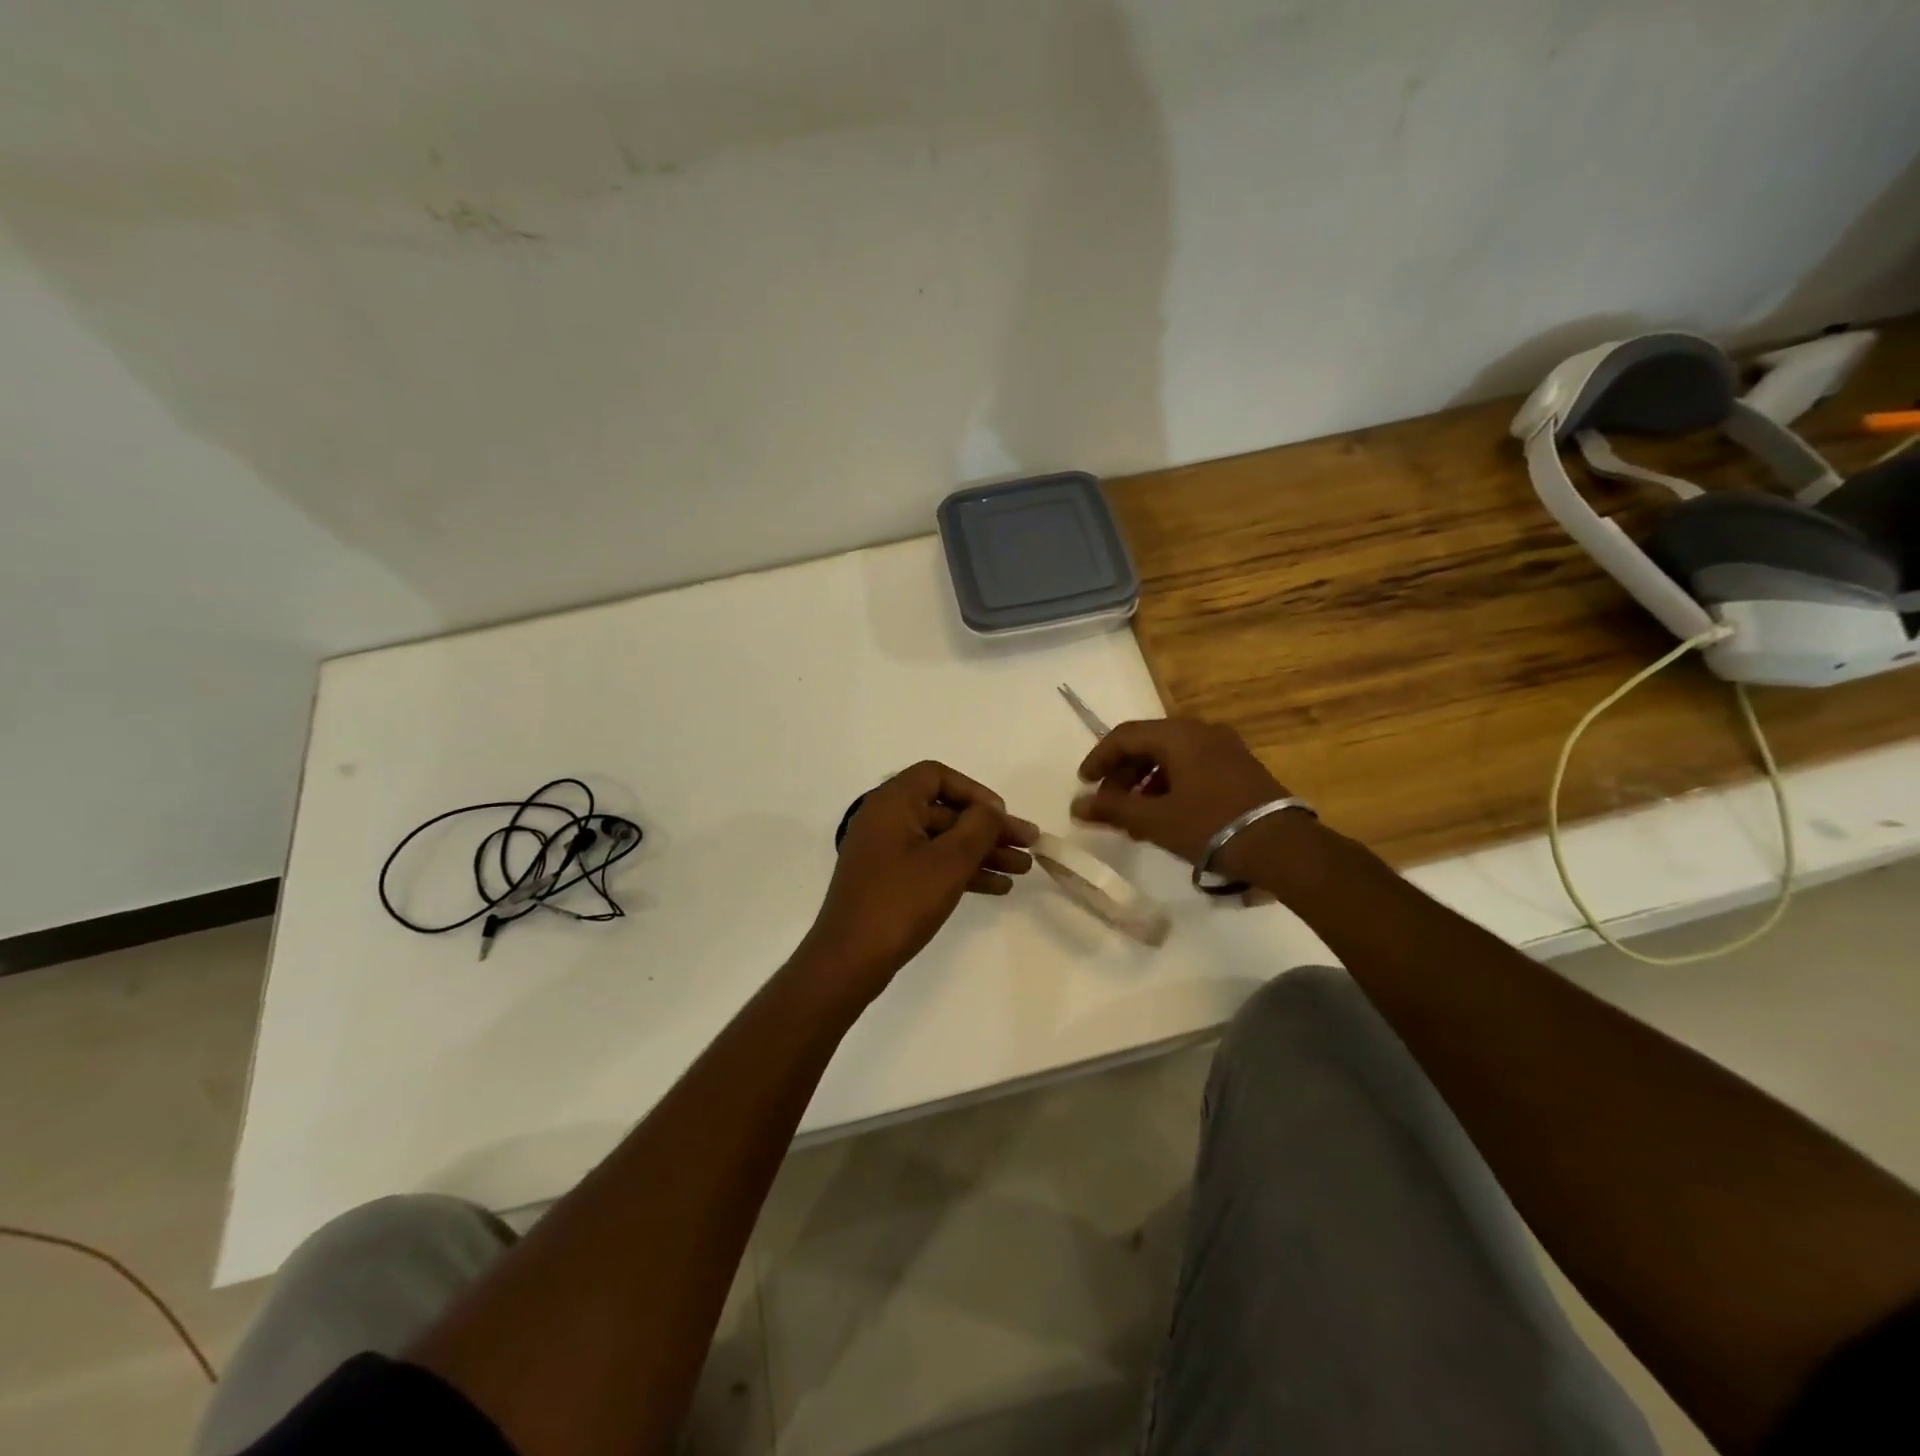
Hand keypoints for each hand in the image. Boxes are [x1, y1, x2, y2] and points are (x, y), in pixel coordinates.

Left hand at [800, 762, 1036, 997]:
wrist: (849, 960)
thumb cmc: (900, 902)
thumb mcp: (948, 861)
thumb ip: (978, 827)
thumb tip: (990, 809)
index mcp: (891, 803)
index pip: (936, 776)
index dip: (974, 791)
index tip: (1000, 816)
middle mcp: (885, 820)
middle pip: (945, 811)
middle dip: (988, 828)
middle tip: (1029, 844)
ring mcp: (885, 852)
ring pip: (942, 841)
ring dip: (982, 852)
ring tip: (1023, 869)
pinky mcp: (888, 881)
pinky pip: (932, 864)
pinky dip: (962, 871)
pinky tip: (997, 887)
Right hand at [1070, 718, 1292, 875]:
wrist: (1282, 846)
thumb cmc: (1211, 826)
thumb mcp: (1155, 821)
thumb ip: (1112, 809)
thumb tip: (1077, 806)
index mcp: (1178, 735)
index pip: (1124, 736)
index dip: (1098, 758)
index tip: (1084, 785)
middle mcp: (1201, 731)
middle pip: (1147, 743)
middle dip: (1122, 773)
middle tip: (1108, 803)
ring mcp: (1224, 748)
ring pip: (1170, 755)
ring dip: (1145, 781)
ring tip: (1134, 814)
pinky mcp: (1239, 767)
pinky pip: (1192, 765)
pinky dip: (1169, 784)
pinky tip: (1165, 813)